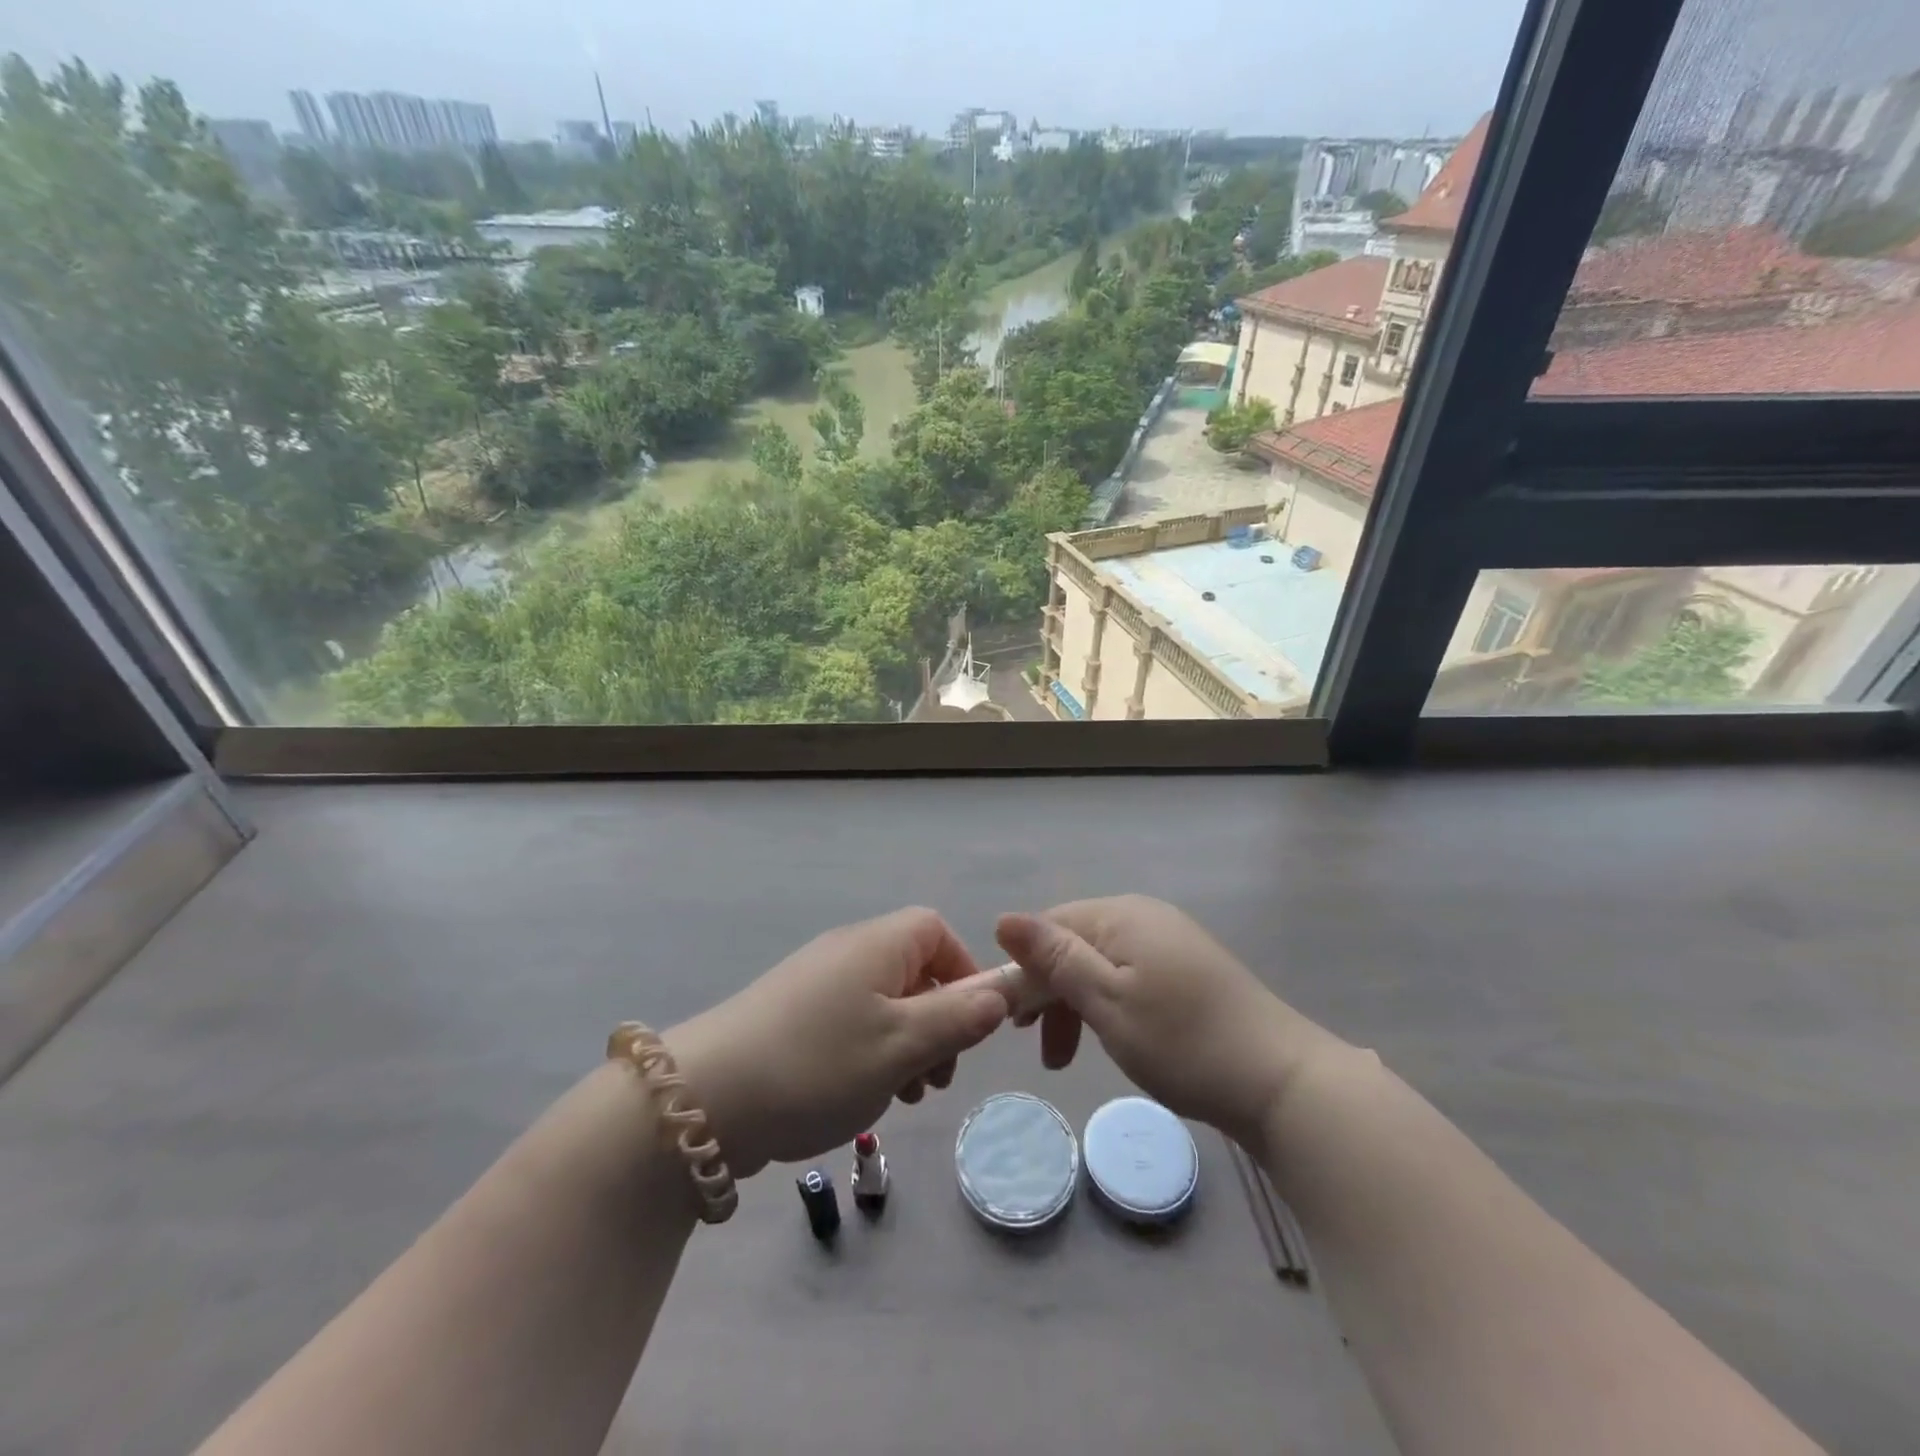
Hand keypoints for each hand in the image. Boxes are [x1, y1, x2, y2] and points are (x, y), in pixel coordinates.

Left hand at [665, 908, 1009, 1178]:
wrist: (706, 1099)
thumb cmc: (818, 1064)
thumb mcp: (902, 1046)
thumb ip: (958, 1018)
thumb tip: (1000, 993)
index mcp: (876, 945)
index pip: (936, 930)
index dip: (963, 971)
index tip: (971, 1022)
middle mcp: (846, 952)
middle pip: (913, 969)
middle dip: (938, 1019)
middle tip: (937, 1076)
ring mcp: (814, 984)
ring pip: (883, 1002)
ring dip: (906, 1044)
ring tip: (903, 1095)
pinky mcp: (790, 1016)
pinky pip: (850, 1022)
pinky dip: (870, 1053)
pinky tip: (861, 1096)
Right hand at [995, 896, 1346, 1146]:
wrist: (1280, 1080)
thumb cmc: (1182, 1041)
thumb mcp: (1106, 1001)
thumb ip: (1054, 959)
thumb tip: (1003, 919)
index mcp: (1121, 915)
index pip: (1049, 927)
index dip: (1022, 969)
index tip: (1012, 1022)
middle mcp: (1144, 916)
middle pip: (1074, 944)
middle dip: (1048, 992)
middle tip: (1034, 1045)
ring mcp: (1170, 941)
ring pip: (1101, 964)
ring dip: (1075, 1005)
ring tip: (1065, 1057)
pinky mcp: (1188, 969)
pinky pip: (1129, 976)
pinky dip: (1109, 1006)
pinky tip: (1111, 1038)